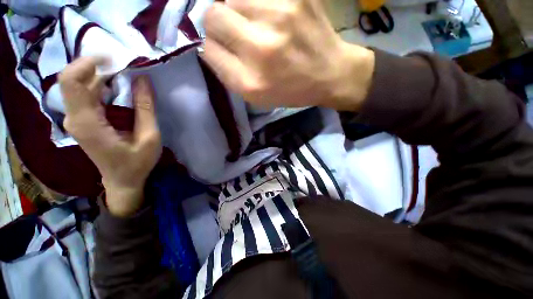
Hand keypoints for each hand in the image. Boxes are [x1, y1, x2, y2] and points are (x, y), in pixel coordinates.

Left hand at [59, 57, 161, 216]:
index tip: (113, 58)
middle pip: (73, 79)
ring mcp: (76, 119)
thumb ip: (145, 108)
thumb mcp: (149, 137)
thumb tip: (142, 78)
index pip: (71, 82)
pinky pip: (84, 95)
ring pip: (78, 85)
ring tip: (124, 74)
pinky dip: (99, 85)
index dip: (87, 63)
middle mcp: (75, 118)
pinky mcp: (82, 121)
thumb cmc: (137, 163)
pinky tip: (116, 87)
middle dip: (97, 67)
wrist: (122, 181)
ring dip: (99, 75)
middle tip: (125, 65)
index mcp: (87, 123)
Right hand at [203, 0, 374, 110]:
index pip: (207, 49)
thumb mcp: (257, 96)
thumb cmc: (291, 91)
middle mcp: (260, 49)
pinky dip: (256, 3)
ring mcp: (279, 16)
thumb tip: (207, 43)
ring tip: (257, 25)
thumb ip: (228, 73)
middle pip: (212, 15)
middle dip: (216, 22)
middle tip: (234, 30)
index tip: (219, 45)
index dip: (209, 45)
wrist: (330, 74)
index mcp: (250, 82)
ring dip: (237, 11)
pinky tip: (271, 17)